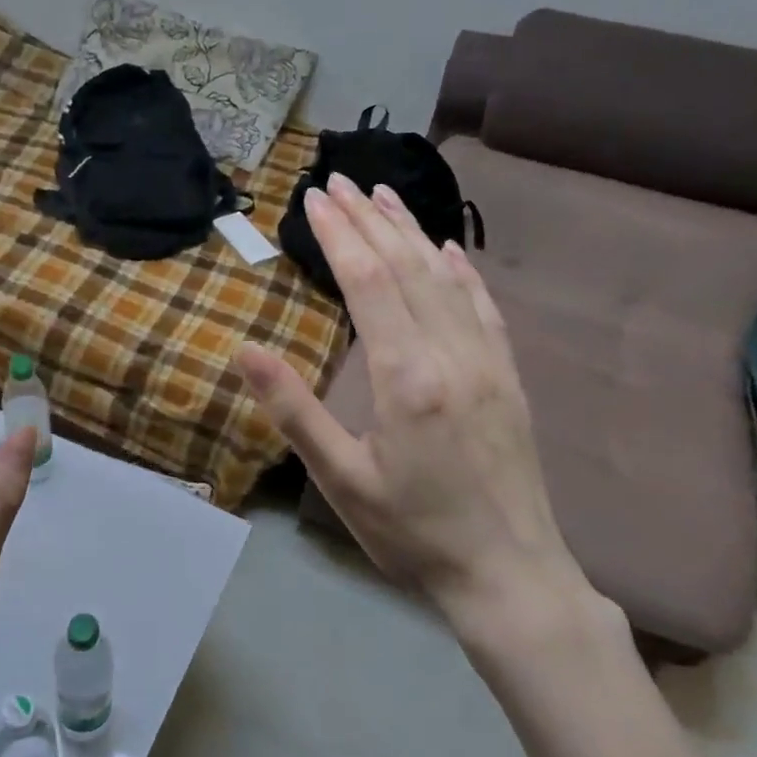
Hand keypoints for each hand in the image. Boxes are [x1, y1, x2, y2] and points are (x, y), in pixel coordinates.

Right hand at [237, 174, 599, 653]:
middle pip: (405, 267)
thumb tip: (246, 351)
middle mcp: (451, 353)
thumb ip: (294, 411)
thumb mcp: (340, 480)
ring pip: (445, 277)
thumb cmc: (412, 532)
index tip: (313, 198)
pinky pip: (482, 307)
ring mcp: (487, 361)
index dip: (338, 235)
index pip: (367, 282)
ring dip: (410, 232)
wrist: (510, 575)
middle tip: (337, 181)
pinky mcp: (508, 376)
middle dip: (367, 220)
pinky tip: (447, 249)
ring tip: (382, 196)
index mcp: (406, 377)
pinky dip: (461, 270)